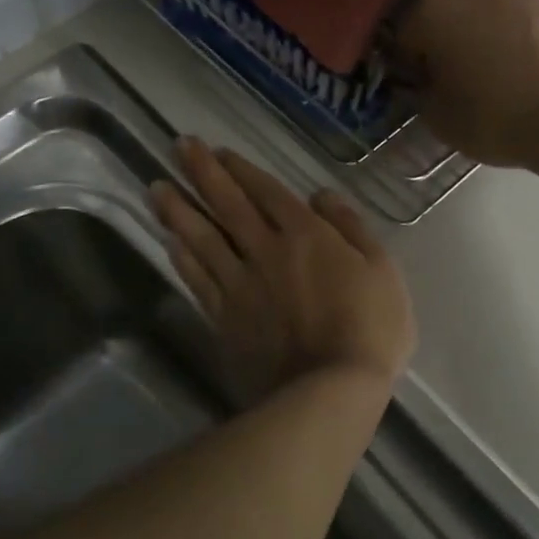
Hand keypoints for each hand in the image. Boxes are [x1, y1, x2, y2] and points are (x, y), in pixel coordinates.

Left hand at [152, 139, 416, 405]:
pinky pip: (198, 280)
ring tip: (157, 187)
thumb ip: (351, 227)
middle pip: (228, 206)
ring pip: (202, 239)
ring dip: (179, 211)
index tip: (219, 151)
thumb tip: (320, 195)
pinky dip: (182, 258)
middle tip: (178, 147)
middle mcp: (265, 251)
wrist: (329, 390)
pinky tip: (170, 242)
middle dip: (203, 173)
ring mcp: (240, 285)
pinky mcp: (224, 318)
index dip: (242, 170)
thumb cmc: (369, 328)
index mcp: (306, 235)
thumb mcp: (382, 269)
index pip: (267, 192)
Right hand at [395, 0, 538, 168]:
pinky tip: (534, 71)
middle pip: (452, 14)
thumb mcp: (440, 120)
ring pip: (493, 12)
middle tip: (464, 80)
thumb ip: (425, 94)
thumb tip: (430, 83)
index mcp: (434, 10)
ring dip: (491, 34)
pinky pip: (528, 21)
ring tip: (504, 75)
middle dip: (453, 40)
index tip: (425, 89)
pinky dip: (525, 39)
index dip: (413, 66)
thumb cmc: (494, 116)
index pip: (408, 37)